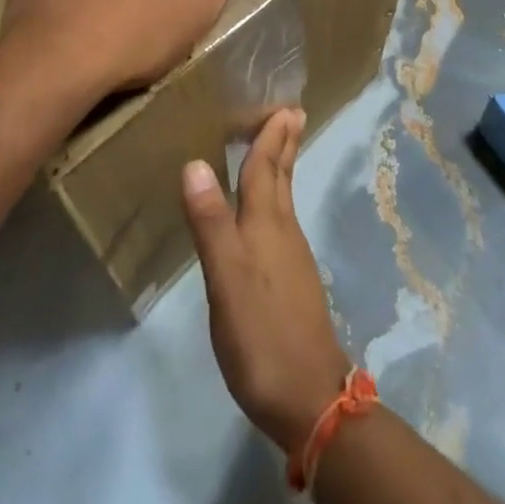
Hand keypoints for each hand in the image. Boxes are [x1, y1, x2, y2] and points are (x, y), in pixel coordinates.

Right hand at [183, 109, 351, 454]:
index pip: (265, 169)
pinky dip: (277, 198)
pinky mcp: (293, 282)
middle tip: (292, 113)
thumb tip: (194, 162)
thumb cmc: (262, 335)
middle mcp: (283, 232)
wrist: (310, 399)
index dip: (270, 137)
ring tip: (279, 146)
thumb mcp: (227, 279)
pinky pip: (283, 220)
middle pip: (283, 177)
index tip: (282, 105)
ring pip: (285, 198)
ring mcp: (292, 258)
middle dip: (284, 144)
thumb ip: (210, 223)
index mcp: (266, 225)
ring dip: (282, 167)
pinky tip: (269, 212)